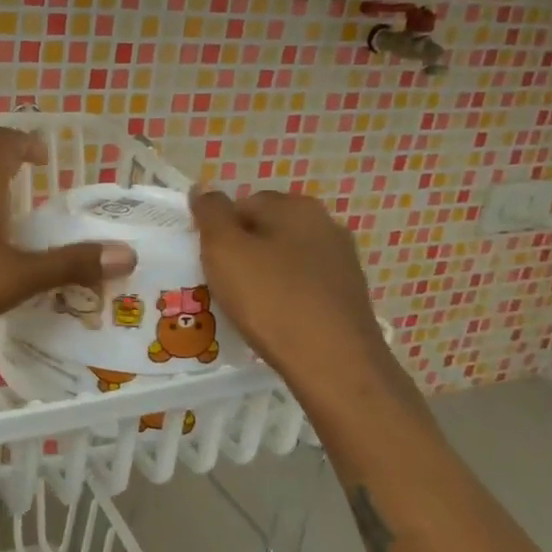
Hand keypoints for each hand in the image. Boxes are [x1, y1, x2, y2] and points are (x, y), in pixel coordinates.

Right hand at [190, 188, 397, 400]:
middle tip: (220, 284)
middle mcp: (325, 223)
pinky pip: (302, 285)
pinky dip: (284, 297)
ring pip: (284, 259)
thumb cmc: (272, 299)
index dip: (217, 231)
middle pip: (265, 230)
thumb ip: (210, 213)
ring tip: (245, 307)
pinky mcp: (348, 294)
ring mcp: (341, 260)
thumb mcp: (224, 249)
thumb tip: (203, 189)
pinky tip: (273, 321)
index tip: (206, 262)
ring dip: (262, 276)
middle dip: (241, 252)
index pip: (241, 204)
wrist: (334, 362)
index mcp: (295, 205)